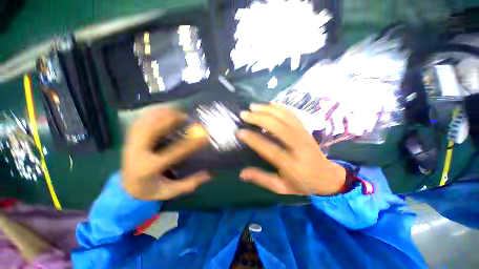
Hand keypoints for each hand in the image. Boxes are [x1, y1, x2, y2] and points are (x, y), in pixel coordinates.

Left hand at [122, 108, 209, 199]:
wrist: (126, 187)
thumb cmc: (150, 189)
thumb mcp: (170, 191)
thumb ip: (189, 183)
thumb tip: (209, 174)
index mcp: (149, 168)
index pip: (173, 153)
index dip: (190, 143)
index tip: (204, 136)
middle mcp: (137, 153)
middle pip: (152, 131)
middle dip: (169, 120)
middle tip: (185, 116)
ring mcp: (131, 144)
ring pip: (144, 123)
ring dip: (160, 114)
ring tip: (175, 111)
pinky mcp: (129, 139)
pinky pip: (139, 122)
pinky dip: (151, 114)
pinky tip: (161, 111)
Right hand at [237, 103, 345, 195]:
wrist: (328, 177)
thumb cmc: (303, 184)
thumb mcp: (282, 188)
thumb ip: (262, 179)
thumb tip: (241, 174)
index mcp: (291, 164)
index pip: (269, 148)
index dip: (253, 139)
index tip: (240, 132)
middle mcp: (298, 146)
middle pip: (277, 126)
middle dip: (258, 118)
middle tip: (244, 114)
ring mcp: (304, 135)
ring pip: (284, 116)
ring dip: (267, 109)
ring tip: (253, 106)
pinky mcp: (306, 129)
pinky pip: (292, 114)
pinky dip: (280, 107)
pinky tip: (270, 104)